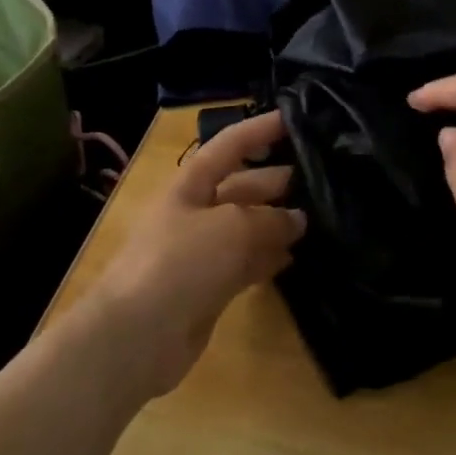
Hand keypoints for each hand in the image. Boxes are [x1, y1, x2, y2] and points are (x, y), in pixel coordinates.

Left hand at [82, 110, 305, 399]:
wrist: (137, 336)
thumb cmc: (180, 263)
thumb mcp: (231, 229)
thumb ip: (269, 220)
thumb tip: (297, 220)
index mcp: (189, 186)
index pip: (228, 146)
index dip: (258, 130)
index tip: (293, 118)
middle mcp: (195, 213)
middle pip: (241, 188)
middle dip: (275, 182)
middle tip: (319, 181)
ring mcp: (201, 253)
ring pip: (246, 229)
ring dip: (277, 224)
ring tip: (318, 221)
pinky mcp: (209, 288)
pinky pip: (245, 264)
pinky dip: (268, 259)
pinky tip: (295, 258)